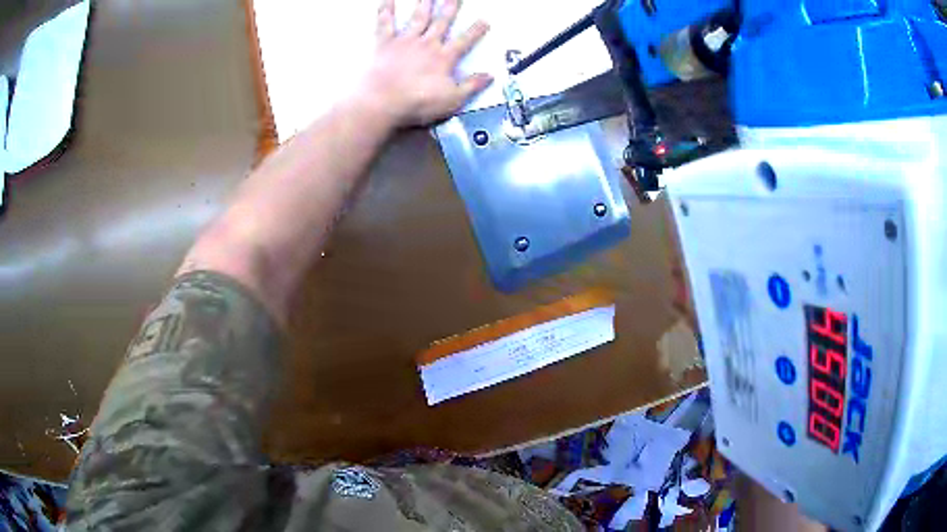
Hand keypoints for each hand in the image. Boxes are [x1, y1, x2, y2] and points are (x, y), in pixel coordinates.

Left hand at [360, 0, 491, 126]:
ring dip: (425, 3)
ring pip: (419, 17)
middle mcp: (426, 45)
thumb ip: (471, 86)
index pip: (465, 41)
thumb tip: (488, 77)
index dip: (476, 30)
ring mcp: (405, 42)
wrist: (382, 102)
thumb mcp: (451, 100)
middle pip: (442, 22)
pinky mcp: (384, 44)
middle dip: (450, 8)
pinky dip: (386, 9)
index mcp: (443, 58)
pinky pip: (385, 23)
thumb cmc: (415, 103)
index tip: (484, 21)